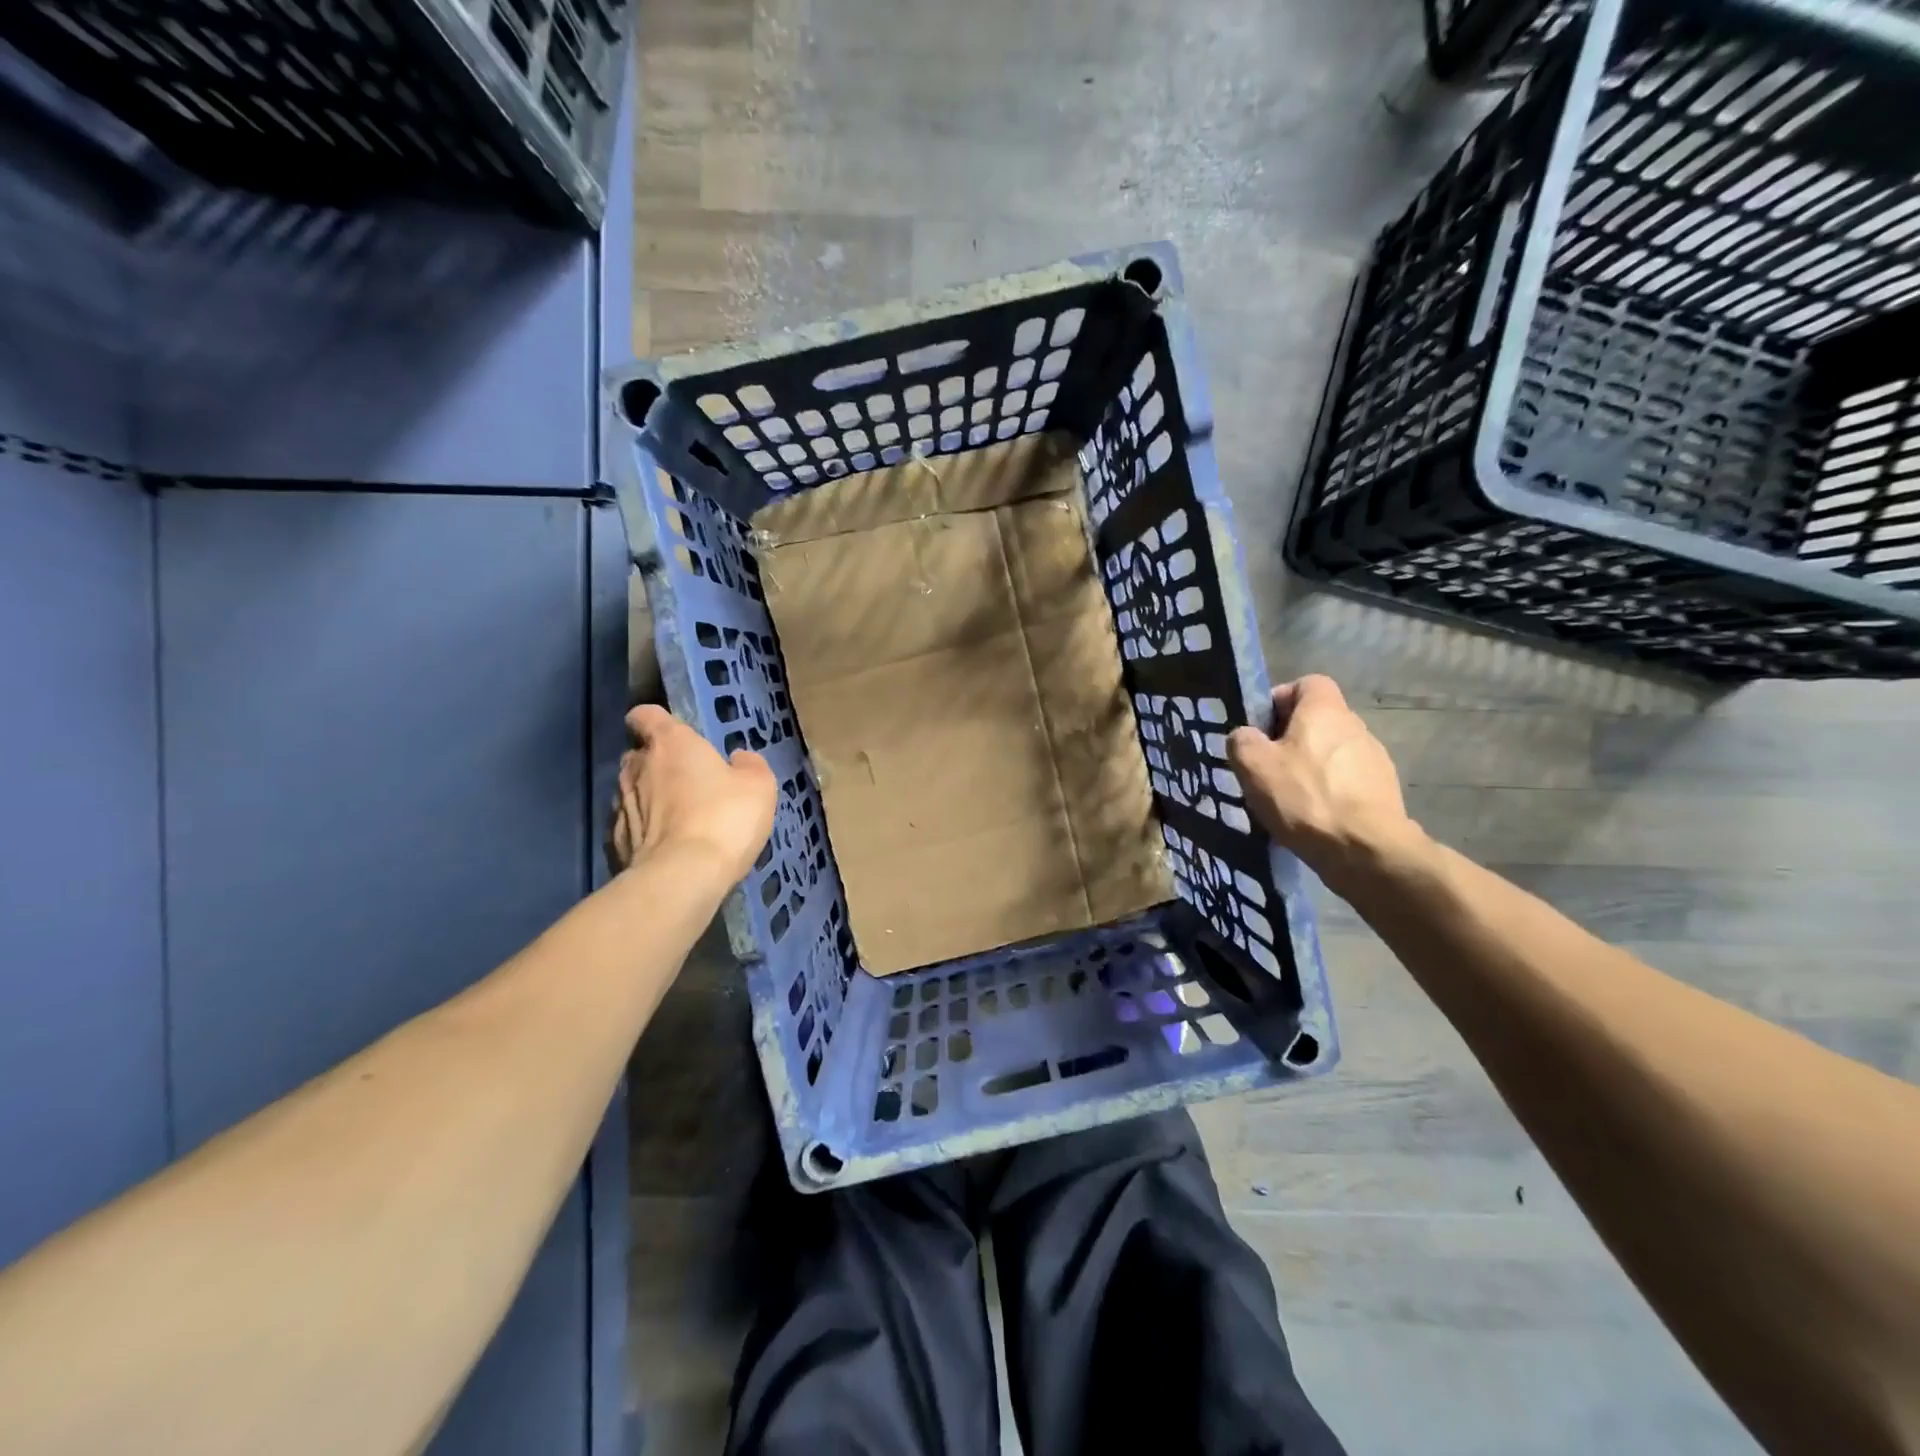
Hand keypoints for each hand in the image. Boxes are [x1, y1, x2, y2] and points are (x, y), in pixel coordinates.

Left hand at [608, 705, 775, 884]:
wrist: (683, 877)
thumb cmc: (724, 818)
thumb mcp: (759, 786)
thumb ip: (749, 765)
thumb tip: (739, 759)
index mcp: (671, 743)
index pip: (645, 715)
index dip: (656, 721)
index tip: (674, 735)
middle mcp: (637, 767)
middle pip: (639, 755)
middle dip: (657, 764)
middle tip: (687, 783)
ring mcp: (620, 805)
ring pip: (632, 792)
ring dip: (650, 800)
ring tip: (679, 822)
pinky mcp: (614, 842)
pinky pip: (631, 827)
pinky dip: (645, 833)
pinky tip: (668, 849)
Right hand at [1226, 675, 1421, 893]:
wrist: (1365, 850)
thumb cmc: (1305, 797)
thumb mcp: (1254, 765)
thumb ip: (1242, 741)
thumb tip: (1245, 736)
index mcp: (1325, 710)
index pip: (1307, 683)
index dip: (1280, 699)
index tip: (1260, 730)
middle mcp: (1355, 726)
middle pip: (1317, 721)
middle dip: (1290, 740)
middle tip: (1265, 769)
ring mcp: (1374, 760)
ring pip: (1331, 754)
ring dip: (1309, 769)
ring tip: (1287, 800)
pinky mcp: (1383, 792)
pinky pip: (1346, 783)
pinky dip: (1328, 793)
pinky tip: (1312, 819)